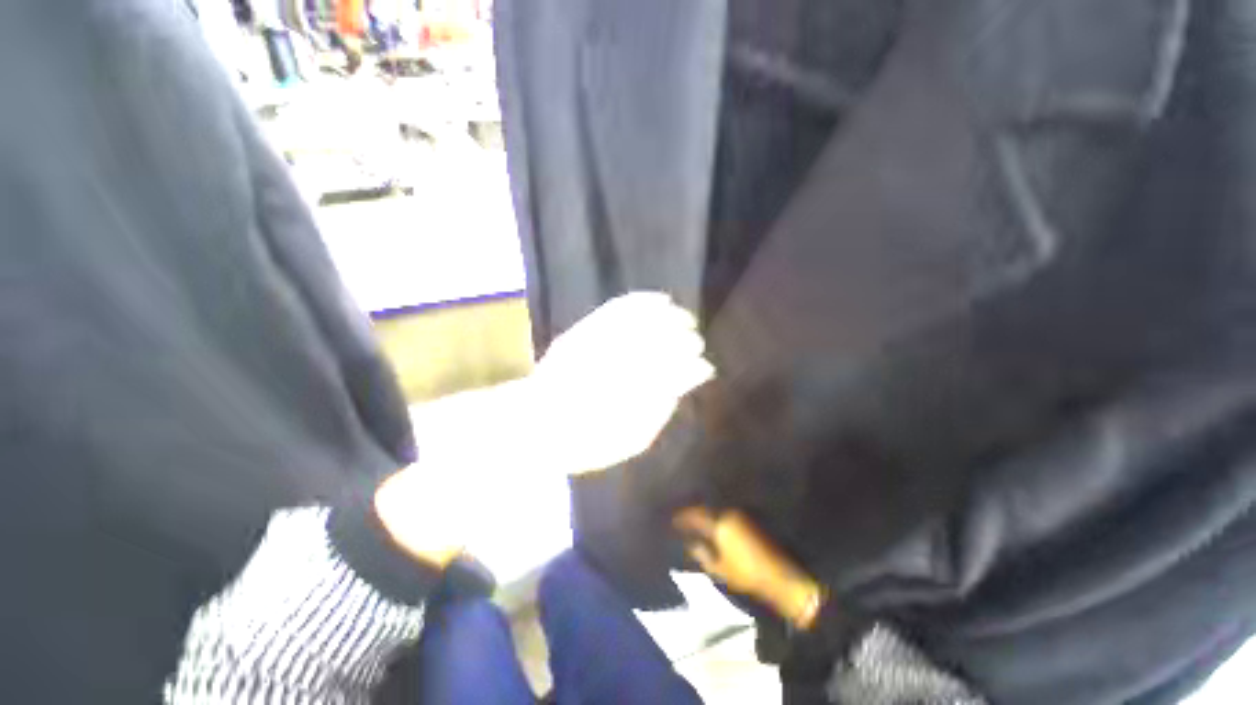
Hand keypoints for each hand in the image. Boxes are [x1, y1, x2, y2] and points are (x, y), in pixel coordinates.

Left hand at [529, 292, 713, 475]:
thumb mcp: (628, 440)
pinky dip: (644, 301)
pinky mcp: (586, 330)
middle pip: (662, 343)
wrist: (535, 422)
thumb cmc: (585, 440)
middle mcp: (619, 363)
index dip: (693, 367)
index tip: (705, 367)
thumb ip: (656, 413)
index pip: (672, 373)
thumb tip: (678, 389)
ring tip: (685, 318)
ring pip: (645, 321)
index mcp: (632, 394)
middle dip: (686, 340)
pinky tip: (661, 300)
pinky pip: (619, 307)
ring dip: (671, 317)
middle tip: (697, 342)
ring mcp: (601, 343)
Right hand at [675, 507, 824, 629]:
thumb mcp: (719, 568)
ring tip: (695, 519)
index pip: (695, 514)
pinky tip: (712, 523)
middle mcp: (728, 513)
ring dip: (705, 512)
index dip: (682, 516)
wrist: (779, 576)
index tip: (672, 519)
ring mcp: (740, 514)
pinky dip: (716, 515)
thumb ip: (702, 554)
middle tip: (682, 517)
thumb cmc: (746, 574)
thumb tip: (690, 543)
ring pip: (716, 508)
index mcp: (719, 523)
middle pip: (706, 507)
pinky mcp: (748, 518)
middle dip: (693, 512)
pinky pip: (726, 512)